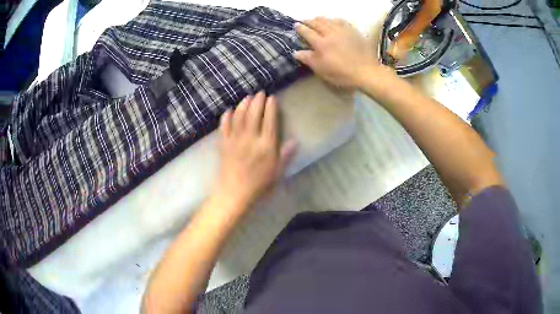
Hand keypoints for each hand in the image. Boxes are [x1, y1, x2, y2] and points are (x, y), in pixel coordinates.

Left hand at [214, 92, 296, 209]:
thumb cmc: (259, 185)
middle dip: (257, 101)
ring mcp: (235, 140)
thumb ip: (285, 155)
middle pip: (254, 114)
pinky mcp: (223, 144)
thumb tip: (295, 141)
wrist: (234, 194)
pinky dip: (226, 117)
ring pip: (239, 117)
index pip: (270, 121)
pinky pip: (224, 127)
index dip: (271, 107)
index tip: (272, 98)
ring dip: (243, 105)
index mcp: (266, 145)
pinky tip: (229, 111)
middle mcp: (250, 139)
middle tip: (260, 93)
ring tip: (247, 97)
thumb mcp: (277, 172)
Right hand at [294, 17, 386, 88]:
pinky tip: (334, 21)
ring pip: (329, 20)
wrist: (366, 71)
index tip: (295, 25)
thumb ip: (308, 59)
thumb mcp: (322, 70)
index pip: (307, 32)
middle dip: (309, 21)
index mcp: (321, 44)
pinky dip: (335, 20)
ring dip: (320, 19)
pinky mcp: (353, 32)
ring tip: (316, 18)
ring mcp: (343, 31)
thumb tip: (296, 52)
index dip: (300, 28)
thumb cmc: (342, 74)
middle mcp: (330, 33)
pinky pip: (342, 21)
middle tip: (304, 21)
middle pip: (317, 23)